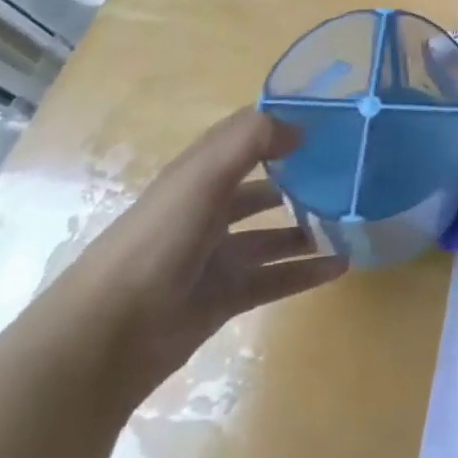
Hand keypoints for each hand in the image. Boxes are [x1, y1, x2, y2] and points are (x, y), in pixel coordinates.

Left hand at [51, 108, 346, 400]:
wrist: (106, 337)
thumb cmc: (158, 241)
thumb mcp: (204, 175)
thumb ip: (252, 139)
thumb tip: (300, 128)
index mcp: (199, 175)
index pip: (245, 138)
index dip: (281, 125)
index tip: (329, 120)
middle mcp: (208, 210)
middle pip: (263, 187)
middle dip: (300, 179)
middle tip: (348, 174)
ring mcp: (217, 256)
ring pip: (273, 236)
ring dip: (308, 227)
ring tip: (351, 220)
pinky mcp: (224, 298)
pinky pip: (275, 279)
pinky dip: (306, 273)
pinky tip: (340, 266)